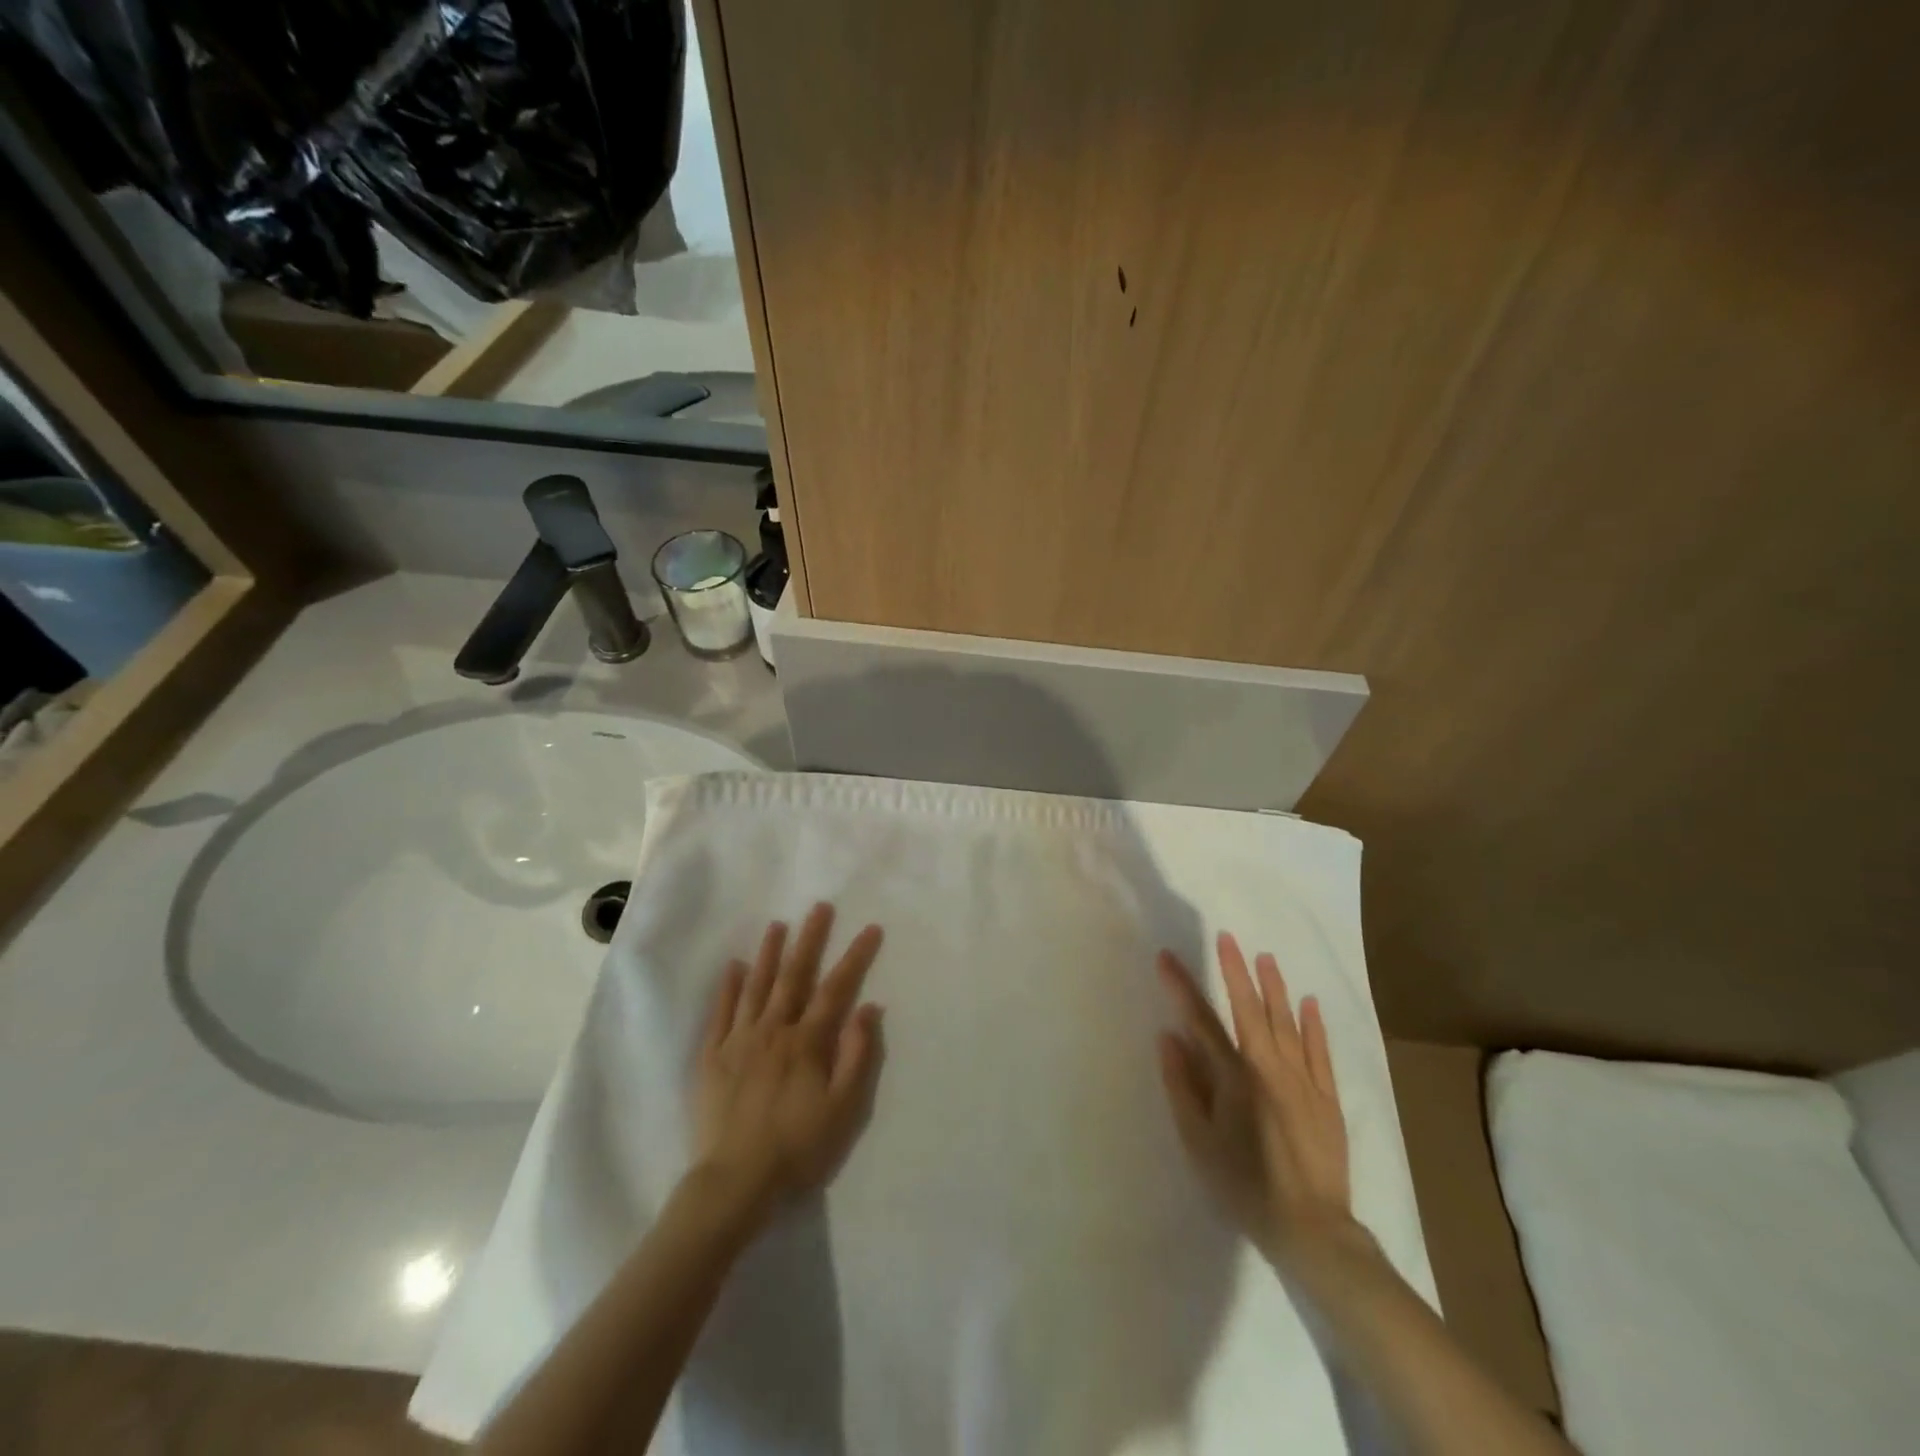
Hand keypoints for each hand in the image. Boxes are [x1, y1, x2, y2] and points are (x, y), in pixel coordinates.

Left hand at [692, 903, 885, 1223]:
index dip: (855, 957)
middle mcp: (773, 1030)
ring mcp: (739, 1040)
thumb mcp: (843, 1109)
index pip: (836, 988)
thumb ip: (856, 1056)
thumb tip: (868, 1008)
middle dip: (809, 939)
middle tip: (819, 907)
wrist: (734, 1182)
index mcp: (806, 1041)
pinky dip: (728, 987)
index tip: (870, 928)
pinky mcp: (712, 1057)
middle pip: (794, 976)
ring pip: (756, 986)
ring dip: (769, 953)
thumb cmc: (797, 1147)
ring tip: (778, 925)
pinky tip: (733, 967)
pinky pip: (721, 1013)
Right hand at [1157, 933, 1363, 1270]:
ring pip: (1287, 1023)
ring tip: (1266, 957)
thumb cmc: (1244, 1186)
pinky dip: (1314, 1026)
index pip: (1202, 1021)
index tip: (1167, 958)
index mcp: (1235, 1077)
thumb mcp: (1198, 1142)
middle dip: (1235, 971)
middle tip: (1226, 937)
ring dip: (1275, 988)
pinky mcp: (1327, 1098)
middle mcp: (1270, 1068)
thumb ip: (1182, 1086)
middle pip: (1250, 1010)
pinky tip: (1309, 1003)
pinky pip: (1320, 1052)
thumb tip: (1169, 1037)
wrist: (1312, 1229)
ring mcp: (1304, 1081)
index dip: (1182, 987)